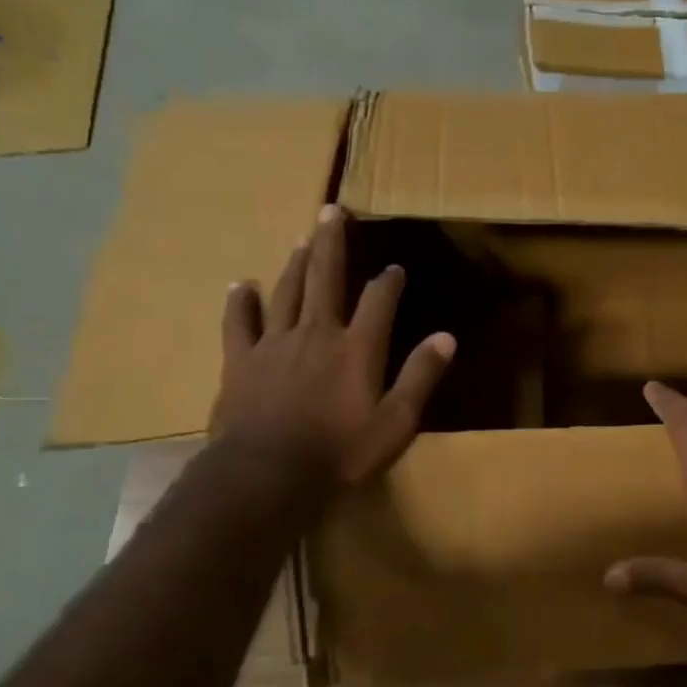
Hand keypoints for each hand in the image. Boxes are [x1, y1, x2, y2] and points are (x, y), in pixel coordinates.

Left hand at [210, 205, 454, 487]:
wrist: (267, 475)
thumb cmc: (340, 453)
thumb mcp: (396, 423)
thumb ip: (420, 377)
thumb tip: (446, 337)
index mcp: (357, 348)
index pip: (378, 301)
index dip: (389, 281)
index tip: (395, 267)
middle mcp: (317, 333)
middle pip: (325, 278)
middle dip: (332, 244)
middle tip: (331, 211)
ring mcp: (274, 344)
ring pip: (286, 291)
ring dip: (296, 263)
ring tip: (302, 239)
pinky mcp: (241, 362)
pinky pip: (240, 322)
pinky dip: (241, 302)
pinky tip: (241, 285)